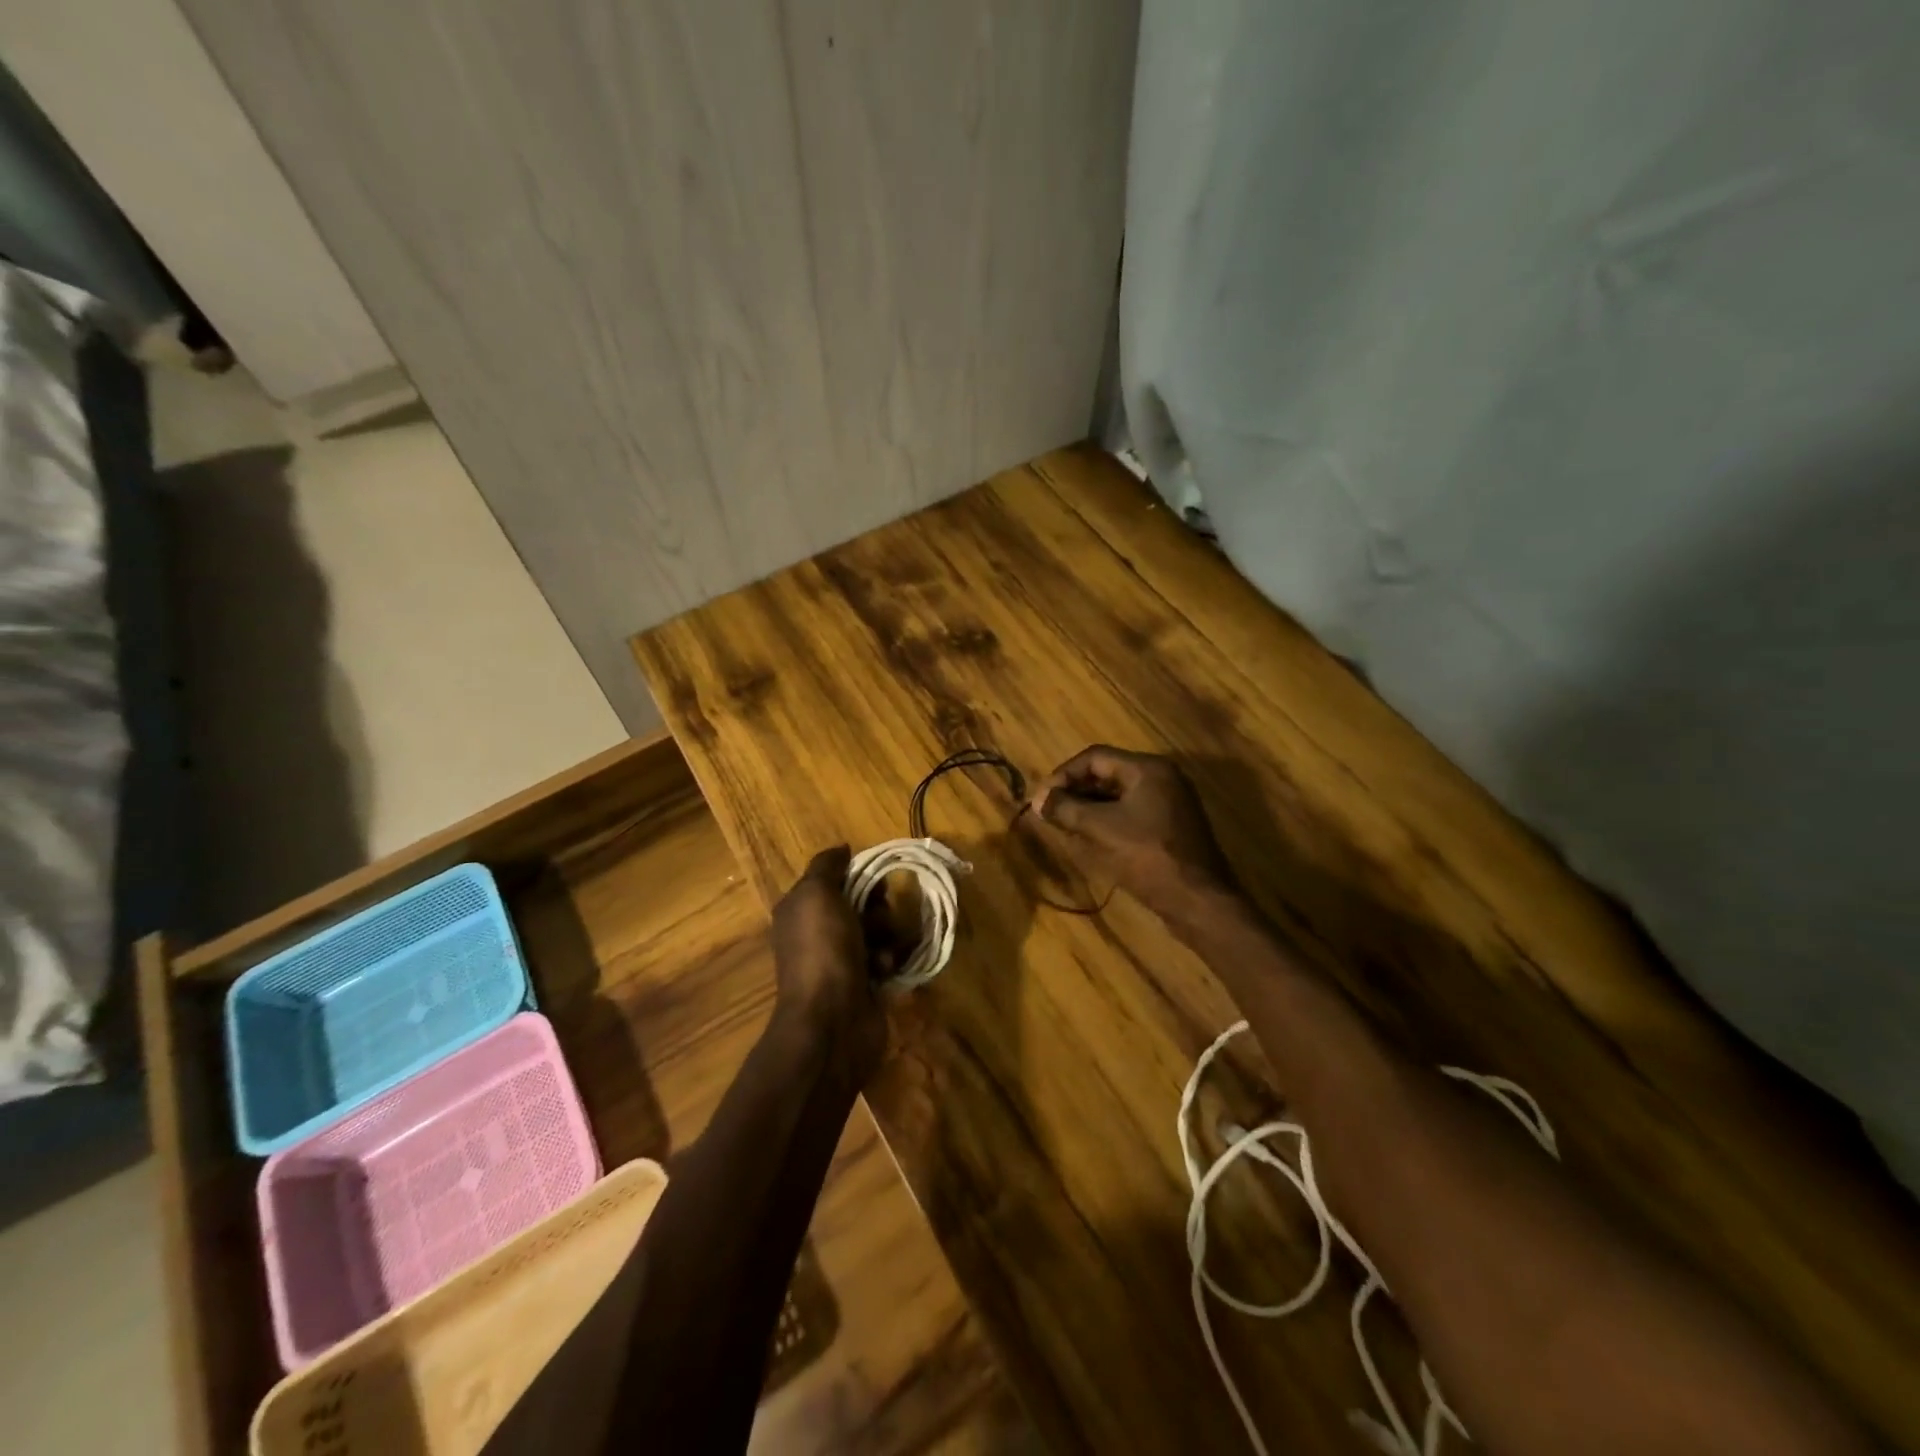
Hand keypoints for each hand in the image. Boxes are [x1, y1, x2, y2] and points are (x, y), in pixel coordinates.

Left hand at [770, 846, 886, 1083]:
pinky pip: (886, 959)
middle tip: (881, 915)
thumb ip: (827, 866)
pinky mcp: (864, 984)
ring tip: (883, 949)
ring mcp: (840, 961)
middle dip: (877, 907)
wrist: (832, 1020)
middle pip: (860, 903)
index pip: (834, 878)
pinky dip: (888, 961)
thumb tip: (842, 849)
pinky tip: (885, 971)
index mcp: (801, 910)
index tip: (875, 876)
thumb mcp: (817, 894)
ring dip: (886, 935)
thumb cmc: (822, 950)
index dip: (857, 873)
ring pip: (877, 931)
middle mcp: (817, 933)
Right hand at [1024, 746, 1239, 923]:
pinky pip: (1131, 813)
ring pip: (1118, 795)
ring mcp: (1169, 803)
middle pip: (1108, 773)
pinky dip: (1107, 820)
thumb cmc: (1148, 857)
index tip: (1043, 797)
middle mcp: (1161, 778)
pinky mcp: (1170, 826)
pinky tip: (1089, 838)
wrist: (1198, 900)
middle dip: (1075, 791)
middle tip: (1050, 811)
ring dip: (1089, 807)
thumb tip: (1039, 799)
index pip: (1095, 757)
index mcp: (1148, 769)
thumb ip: (1067, 809)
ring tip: (1064, 825)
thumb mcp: (1101, 830)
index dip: (1063, 774)